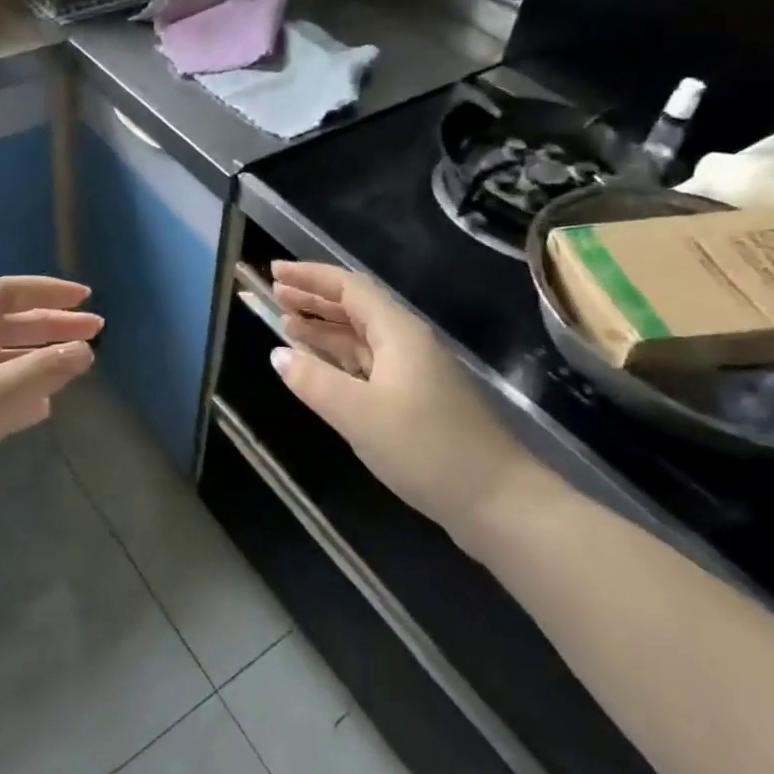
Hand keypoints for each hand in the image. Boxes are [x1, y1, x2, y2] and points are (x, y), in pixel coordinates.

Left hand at [0, 276, 100, 572]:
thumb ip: (40, 372)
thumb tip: (84, 351)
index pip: (4, 293)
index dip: (46, 291)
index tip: (86, 299)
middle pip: (4, 325)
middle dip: (50, 326)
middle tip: (96, 333)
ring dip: (36, 361)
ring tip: (75, 367)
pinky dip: (18, 396)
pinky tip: (41, 410)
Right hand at [269, 261, 549, 551]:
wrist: (499, 502)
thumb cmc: (427, 449)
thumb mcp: (360, 414)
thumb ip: (314, 381)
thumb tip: (277, 353)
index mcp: (398, 332)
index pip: (348, 288)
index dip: (310, 277)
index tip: (274, 271)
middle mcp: (407, 343)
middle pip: (355, 309)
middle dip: (314, 300)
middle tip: (274, 295)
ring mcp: (413, 373)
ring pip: (361, 338)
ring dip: (324, 330)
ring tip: (286, 326)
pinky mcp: (415, 401)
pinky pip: (368, 366)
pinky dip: (339, 360)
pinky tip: (319, 368)